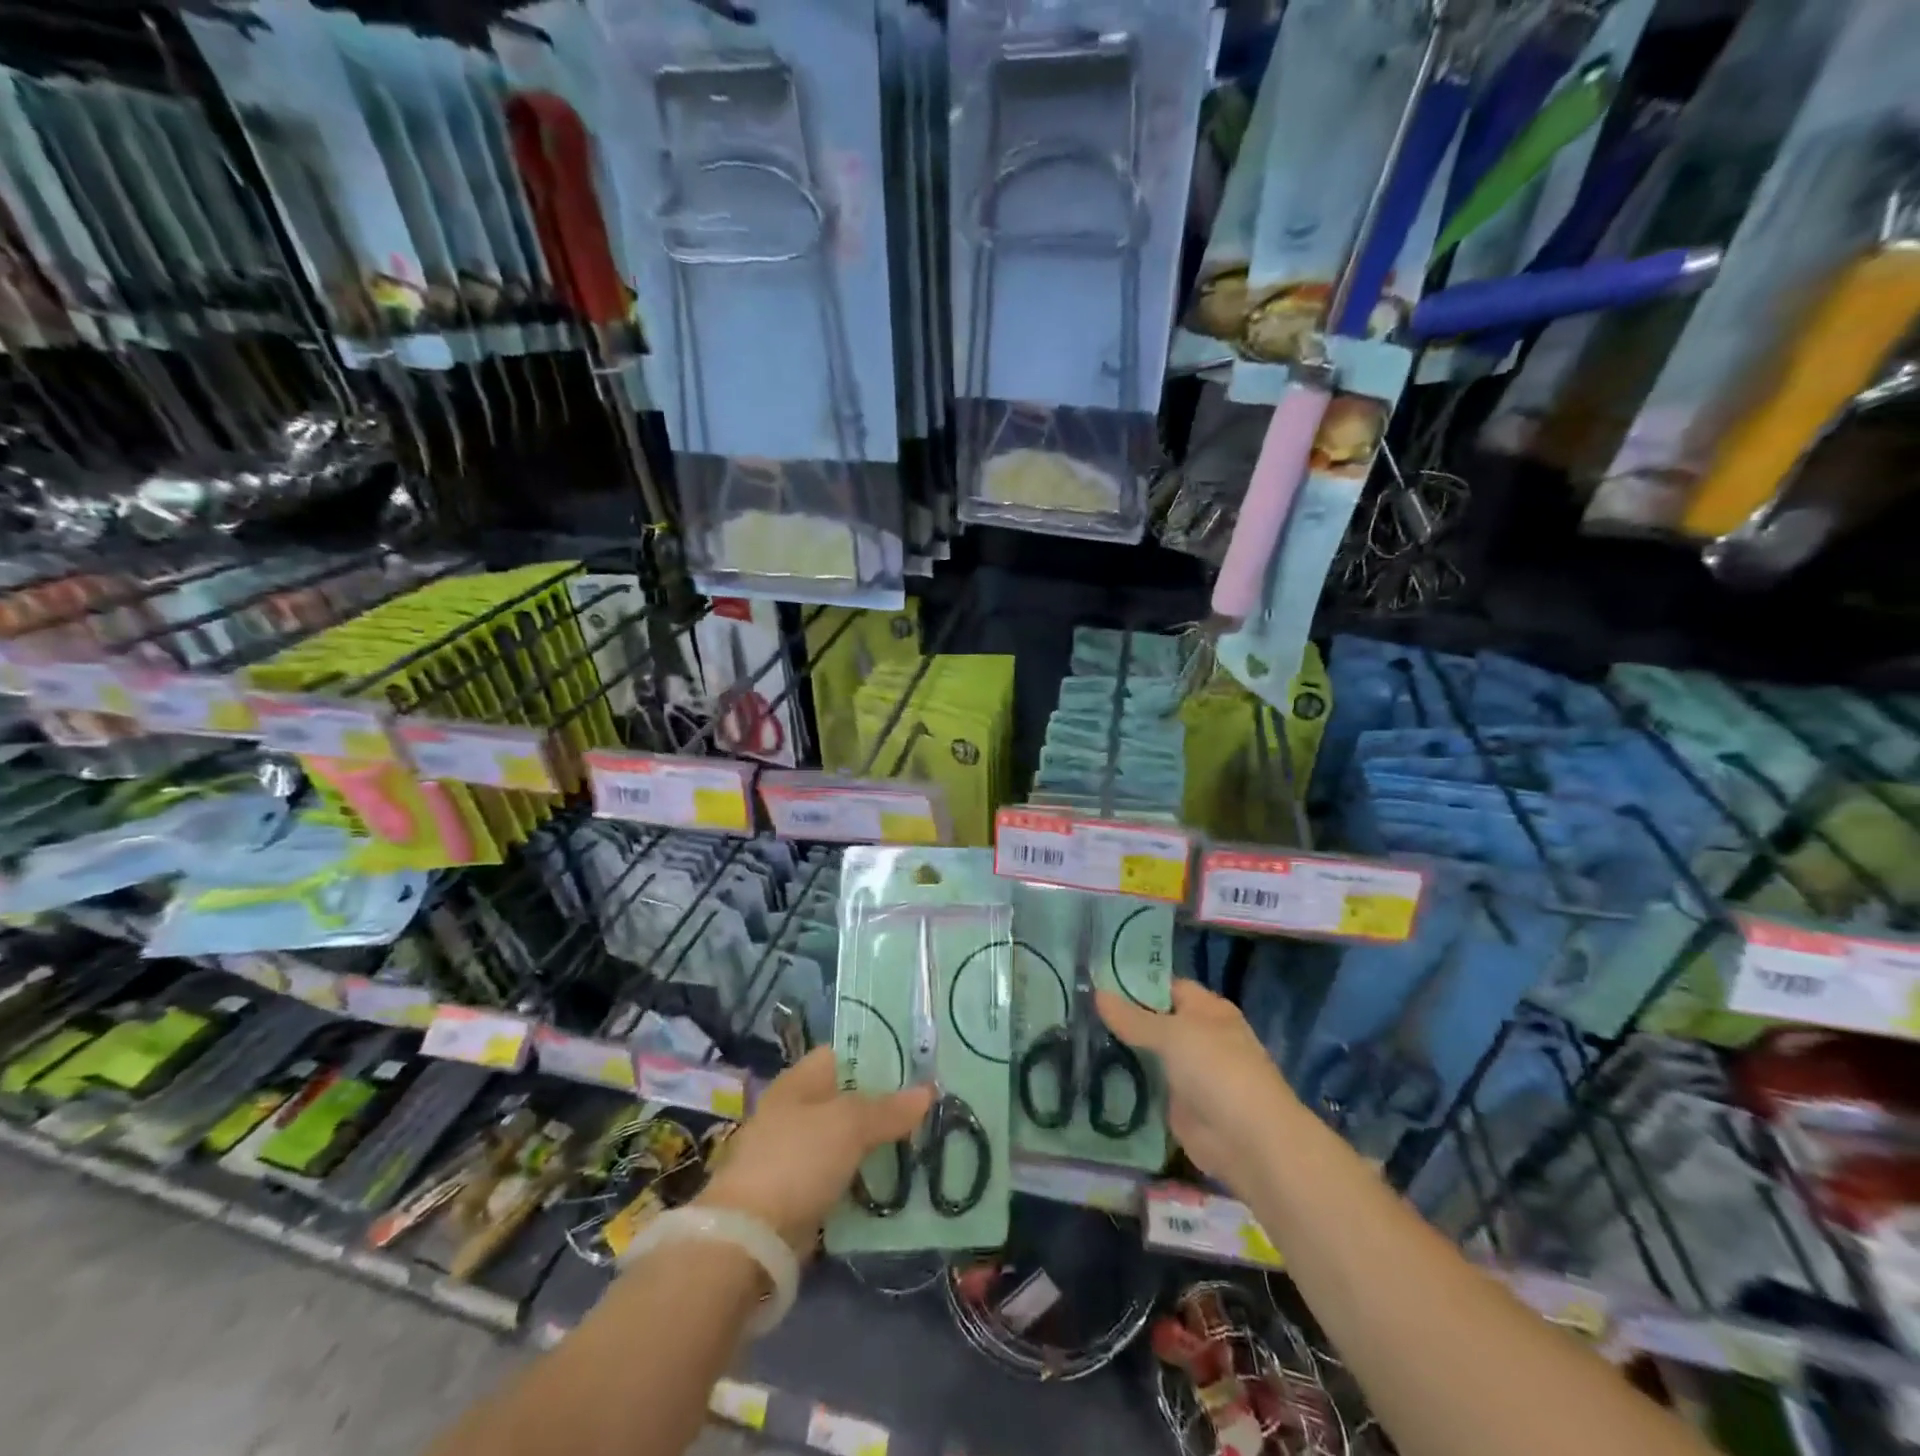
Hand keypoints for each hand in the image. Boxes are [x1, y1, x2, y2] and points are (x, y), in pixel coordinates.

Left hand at [696, 1047, 930, 1253]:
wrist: (748, 1238)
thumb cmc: (797, 1160)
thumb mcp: (849, 1125)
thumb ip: (889, 1109)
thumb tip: (928, 1091)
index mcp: (799, 1081)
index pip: (842, 1054)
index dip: (877, 1056)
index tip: (915, 1066)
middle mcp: (794, 1111)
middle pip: (847, 1098)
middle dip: (883, 1104)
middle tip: (927, 1108)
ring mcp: (794, 1154)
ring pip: (846, 1140)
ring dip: (876, 1145)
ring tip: (921, 1143)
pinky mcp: (798, 1194)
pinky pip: (840, 1176)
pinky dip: (863, 1179)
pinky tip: (895, 1182)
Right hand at [1097, 980, 1302, 1192]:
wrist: (1249, 1142)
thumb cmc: (1217, 1070)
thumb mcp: (1172, 1034)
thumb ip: (1133, 1017)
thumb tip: (1096, 993)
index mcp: (1206, 1010)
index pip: (1165, 986)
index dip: (1133, 983)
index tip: (1095, 980)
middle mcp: (1198, 1036)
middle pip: (1154, 1020)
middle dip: (1121, 1017)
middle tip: (1077, 1009)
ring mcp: (1188, 1072)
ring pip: (1148, 1053)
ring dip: (1120, 1050)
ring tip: (1075, 1036)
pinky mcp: (1177, 1105)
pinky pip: (1147, 1086)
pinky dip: (1125, 1082)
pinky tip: (1091, 1072)